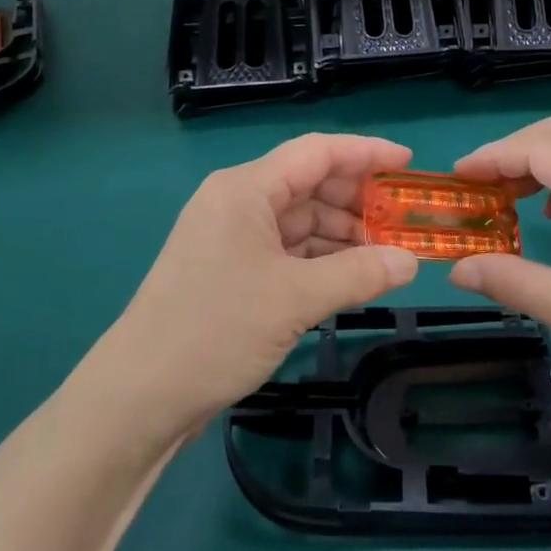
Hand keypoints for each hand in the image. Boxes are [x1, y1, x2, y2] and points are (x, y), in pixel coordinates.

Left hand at [102, 134, 419, 433]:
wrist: (139, 397)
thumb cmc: (216, 329)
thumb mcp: (295, 299)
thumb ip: (359, 273)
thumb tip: (411, 263)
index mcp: (246, 189)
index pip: (316, 152)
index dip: (366, 153)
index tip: (408, 162)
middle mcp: (237, 202)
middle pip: (309, 185)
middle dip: (358, 200)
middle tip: (404, 219)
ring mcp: (232, 237)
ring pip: (299, 220)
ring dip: (342, 235)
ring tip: (388, 254)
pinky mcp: (231, 270)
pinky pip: (287, 250)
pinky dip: (320, 260)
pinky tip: (352, 277)